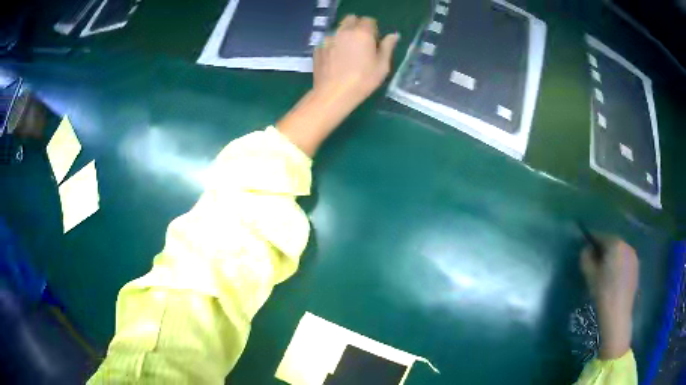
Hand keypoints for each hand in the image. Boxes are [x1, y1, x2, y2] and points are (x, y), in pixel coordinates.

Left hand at [313, 15, 399, 113]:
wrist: (333, 94)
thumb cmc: (363, 81)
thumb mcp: (382, 66)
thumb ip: (387, 47)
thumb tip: (393, 36)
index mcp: (361, 33)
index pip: (368, 20)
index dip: (373, 29)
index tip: (374, 41)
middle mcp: (343, 31)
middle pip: (350, 19)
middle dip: (357, 26)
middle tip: (361, 43)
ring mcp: (328, 39)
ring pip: (338, 29)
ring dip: (344, 35)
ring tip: (347, 53)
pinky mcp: (318, 48)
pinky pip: (328, 41)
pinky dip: (333, 45)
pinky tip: (336, 60)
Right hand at [580, 237, 638, 359]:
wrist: (617, 314)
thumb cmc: (602, 293)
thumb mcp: (589, 275)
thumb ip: (586, 258)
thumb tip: (587, 249)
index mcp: (615, 244)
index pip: (601, 236)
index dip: (592, 242)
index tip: (586, 250)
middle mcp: (626, 245)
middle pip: (612, 243)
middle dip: (603, 250)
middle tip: (595, 262)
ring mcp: (633, 256)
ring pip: (620, 252)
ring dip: (612, 257)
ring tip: (605, 271)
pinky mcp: (636, 267)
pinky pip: (625, 260)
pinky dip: (619, 264)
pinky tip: (614, 278)